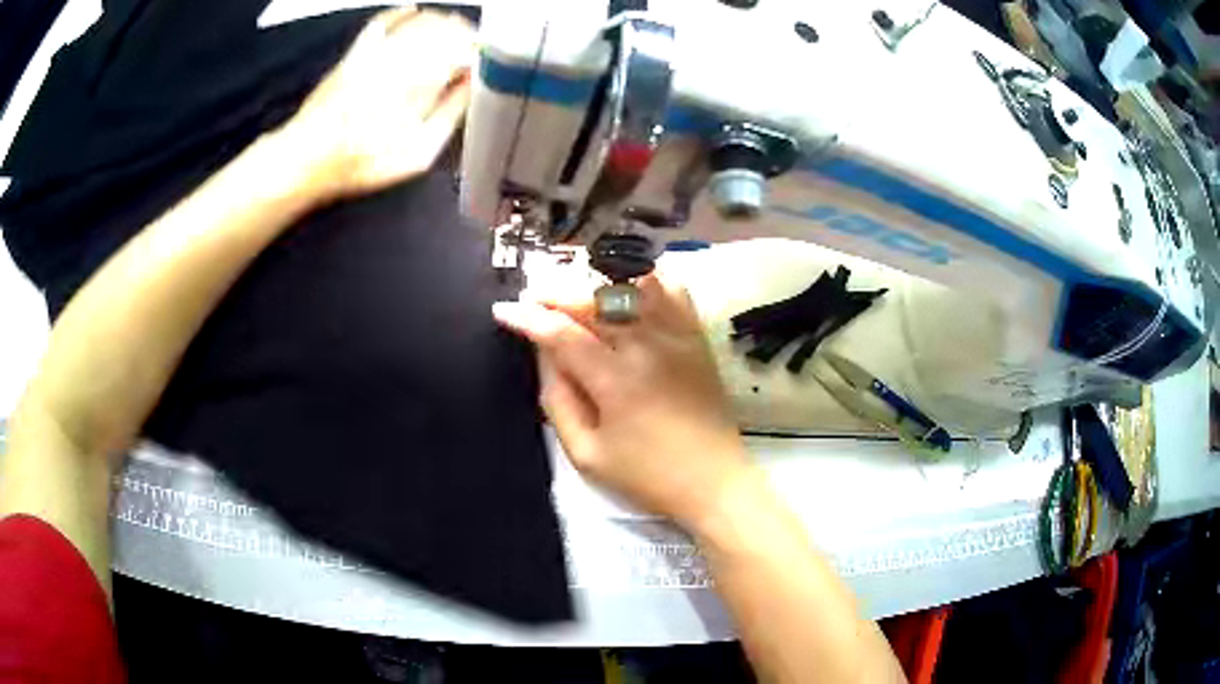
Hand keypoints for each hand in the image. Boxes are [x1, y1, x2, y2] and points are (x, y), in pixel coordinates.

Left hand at [282, 8, 474, 200]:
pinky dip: (405, 12)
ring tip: (452, 36)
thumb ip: (449, 114)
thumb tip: (472, 84)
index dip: (480, 54)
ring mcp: (379, 50)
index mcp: (422, 82)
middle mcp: (402, 57)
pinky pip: (386, 20)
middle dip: (465, 37)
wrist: (307, 158)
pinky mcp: (358, 50)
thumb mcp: (417, 154)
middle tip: (472, 51)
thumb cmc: (364, 162)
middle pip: (447, 30)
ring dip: (443, 24)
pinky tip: (416, 13)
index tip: (485, 65)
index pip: (465, 51)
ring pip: (422, 21)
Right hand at [493, 274, 752, 528]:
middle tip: (533, 301)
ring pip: (629, 287)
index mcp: (615, 379)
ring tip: (574, 296)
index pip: (561, 333)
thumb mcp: (587, 454)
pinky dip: (645, 281)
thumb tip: (543, 355)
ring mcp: (677, 336)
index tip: (502, 310)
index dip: (527, 318)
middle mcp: (647, 345)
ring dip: (594, 284)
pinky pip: (671, 290)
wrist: (714, 482)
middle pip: (593, 300)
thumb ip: (557, 400)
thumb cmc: (647, 476)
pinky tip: (626, 288)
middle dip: (554, 294)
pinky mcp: (697, 338)